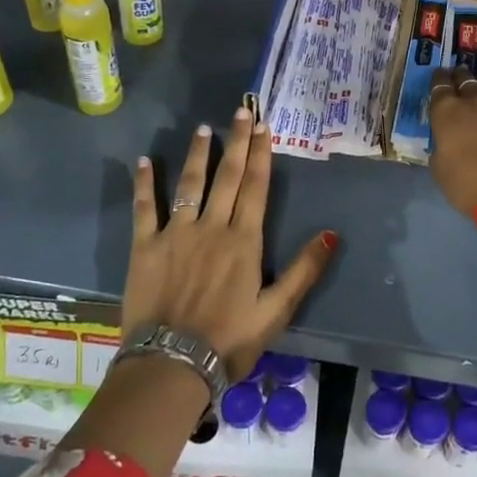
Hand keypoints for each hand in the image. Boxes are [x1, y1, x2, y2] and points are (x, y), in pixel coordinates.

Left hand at [122, 107, 336, 379]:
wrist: (172, 365)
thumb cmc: (229, 340)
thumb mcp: (276, 310)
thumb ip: (304, 270)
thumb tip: (331, 234)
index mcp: (244, 240)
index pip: (255, 187)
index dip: (261, 155)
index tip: (264, 126)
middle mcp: (211, 227)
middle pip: (227, 176)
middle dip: (236, 142)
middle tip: (241, 111)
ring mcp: (176, 233)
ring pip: (190, 184)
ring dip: (198, 154)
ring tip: (203, 129)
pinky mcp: (145, 246)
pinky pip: (145, 208)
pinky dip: (145, 184)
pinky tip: (144, 162)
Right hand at [426, 62, 476, 219]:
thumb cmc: (469, 185)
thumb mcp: (440, 170)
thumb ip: (442, 150)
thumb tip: (445, 144)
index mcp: (448, 113)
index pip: (440, 88)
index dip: (439, 80)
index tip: (439, 75)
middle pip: (467, 80)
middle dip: (462, 75)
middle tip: (460, 71)